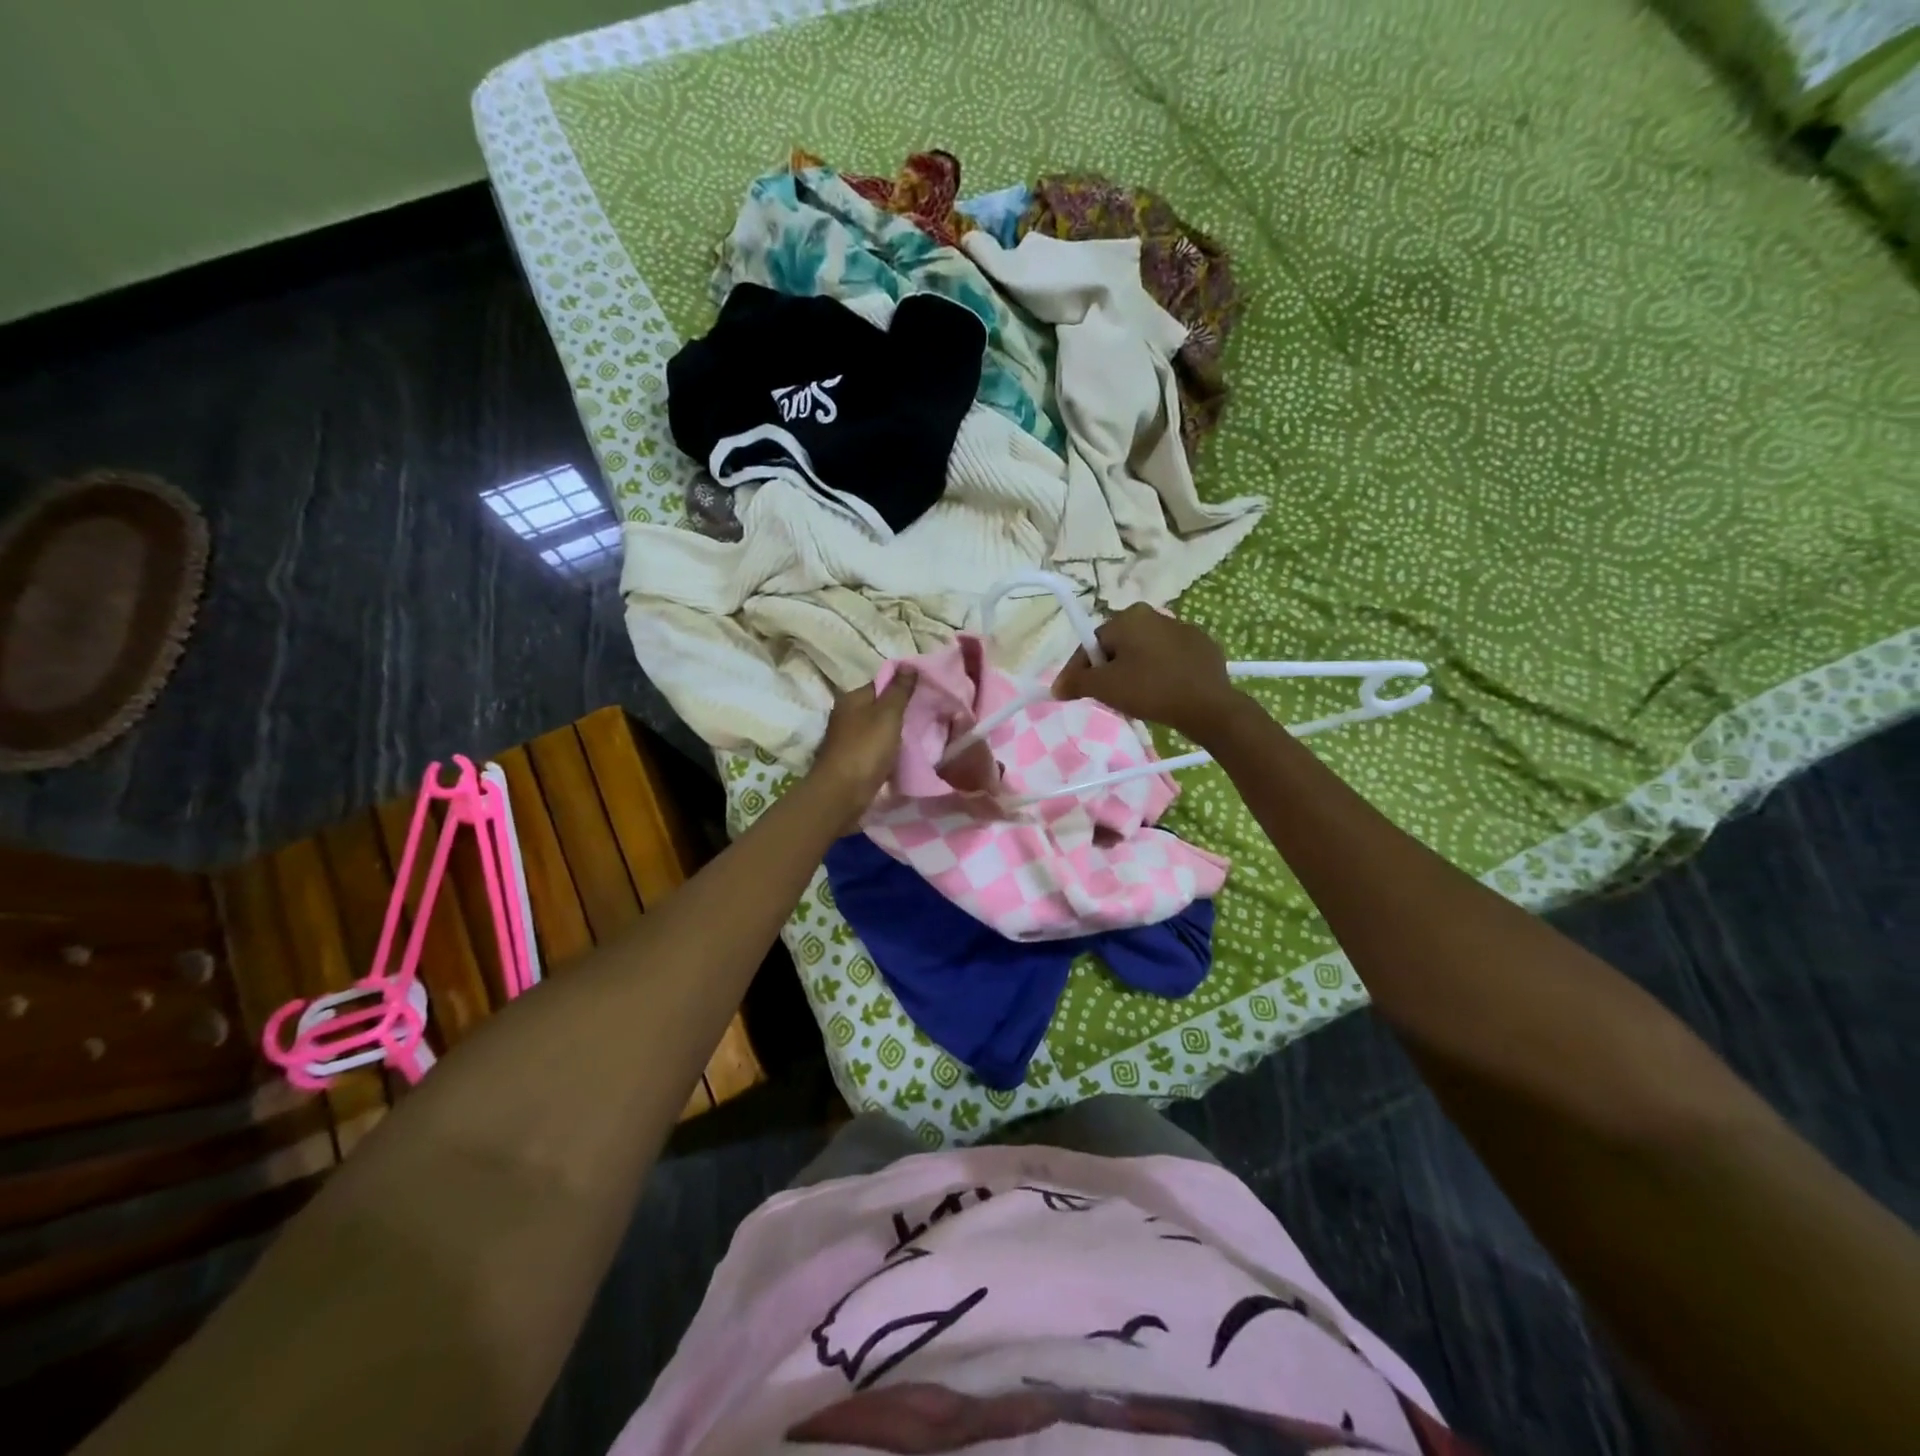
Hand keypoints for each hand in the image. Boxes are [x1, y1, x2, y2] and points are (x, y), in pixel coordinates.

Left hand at [807, 670, 916, 830]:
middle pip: (879, 707)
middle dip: (901, 710)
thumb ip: (899, 690)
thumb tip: (908, 664)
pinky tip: (905, 754)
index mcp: (852, 698)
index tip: (926, 693)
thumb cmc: (866, 749)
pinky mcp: (852, 760)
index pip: (880, 683)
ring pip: (878, 729)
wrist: (843, 793)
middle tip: (928, 714)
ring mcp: (847, 739)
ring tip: (921, 734)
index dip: (903, 686)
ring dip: (895, 732)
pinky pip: (876, 748)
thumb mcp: (887, 714)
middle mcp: (846, 715)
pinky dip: (889, 749)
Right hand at [1051, 605, 1246, 743]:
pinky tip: (1163, 694)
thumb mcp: (1105, 687)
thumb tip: (1056, 687)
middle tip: (1107, 698)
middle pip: (1118, 646)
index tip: (1074, 693)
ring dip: (1134, 672)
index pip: (1092, 643)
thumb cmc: (1150, 689)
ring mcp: (1183, 629)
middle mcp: (1155, 615)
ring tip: (1136, 700)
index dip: (1080, 670)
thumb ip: (1075, 683)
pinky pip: (1170, 660)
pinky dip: (1161, 674)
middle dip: (1108, 670)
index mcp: (1129, 617)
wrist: (1208, 706)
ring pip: (1144, 653)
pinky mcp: (1203, 647)